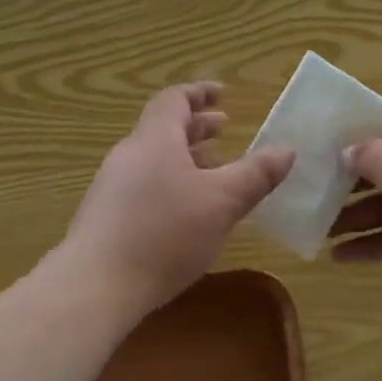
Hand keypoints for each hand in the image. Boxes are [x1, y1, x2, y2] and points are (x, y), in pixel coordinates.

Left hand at [52, 83, 293, 316]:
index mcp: (155, 139)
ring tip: (213, 171)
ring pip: (154, 159)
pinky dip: (171, 183)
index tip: (222, 94)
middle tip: (224, 129)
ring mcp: (112, 187)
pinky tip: (187, 212)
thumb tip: (287, 150)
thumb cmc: (164, 233)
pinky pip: (144, 185)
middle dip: (196, 127)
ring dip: (185, 158)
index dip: (199, 93)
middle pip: (163, 128)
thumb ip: (256, 175)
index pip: (174, 100)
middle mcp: (129, 155)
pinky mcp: (106, 218)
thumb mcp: (222, 202)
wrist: (94, 287)